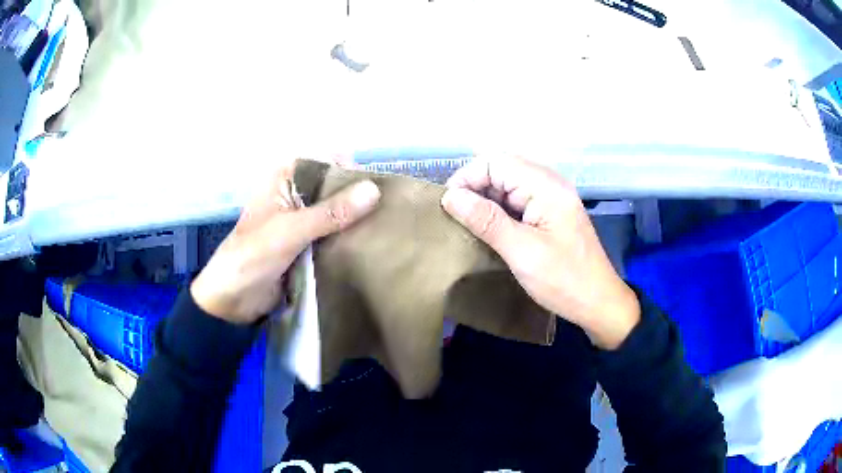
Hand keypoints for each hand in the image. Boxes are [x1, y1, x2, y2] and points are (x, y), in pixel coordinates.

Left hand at [190, 159, 380, 323]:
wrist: (232, 299)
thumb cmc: (252, 256)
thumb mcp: (291, 231)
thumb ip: (331, 212)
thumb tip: (374, 190)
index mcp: (285, 179)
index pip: (326, 161)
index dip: (351, 169)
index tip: (378, 187)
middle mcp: (295, 195)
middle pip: (333, 187)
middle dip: (358, 196)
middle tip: (389, 211)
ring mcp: (302, 221)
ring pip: (336, 212)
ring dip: (355, 220)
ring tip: (386, 228)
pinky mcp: (307, 245)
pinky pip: (333, 235)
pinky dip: (348, 239)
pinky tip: (370, 245)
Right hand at [441, 156, 639, 349]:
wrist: (598, 303)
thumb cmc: (564, 280)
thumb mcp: (522, 252)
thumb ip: (486, 220)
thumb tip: (450, 196)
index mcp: (546, 186)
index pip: (496, 162)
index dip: (467, 177)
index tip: (448, 206)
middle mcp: (549, 183)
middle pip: (501, 170)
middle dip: (474, 189)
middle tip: (455, 218)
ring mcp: (551, 198)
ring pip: (507, 186)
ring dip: (484, 201)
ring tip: (467, 225)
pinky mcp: (549, 213)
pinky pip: (517, 201)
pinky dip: (498, 211)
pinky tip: (487, 230)